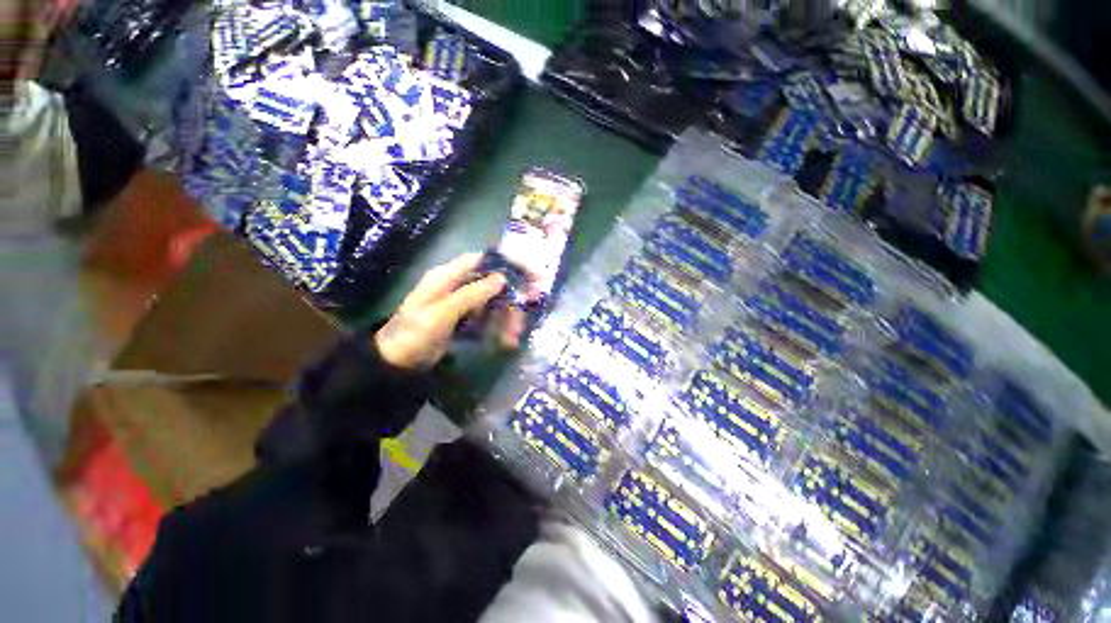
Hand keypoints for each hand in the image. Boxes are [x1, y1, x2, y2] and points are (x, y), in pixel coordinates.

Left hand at [374, 253, 525, 369]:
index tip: (530, 274)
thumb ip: (471, 294)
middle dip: (511, 301)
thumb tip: (501, 277)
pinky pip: (487, 319)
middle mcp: (457, 285)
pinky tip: (506, 341)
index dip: (507, 264)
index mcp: (447, 276)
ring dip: (507, 319)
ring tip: (514, 337)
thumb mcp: (441, 313)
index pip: (482, 260)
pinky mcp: (464, 320)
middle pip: (492, 285)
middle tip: (524, 317)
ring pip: (493, 304)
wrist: (396, 364)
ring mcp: (462, 304)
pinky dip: (498, 328)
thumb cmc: (414, 334)